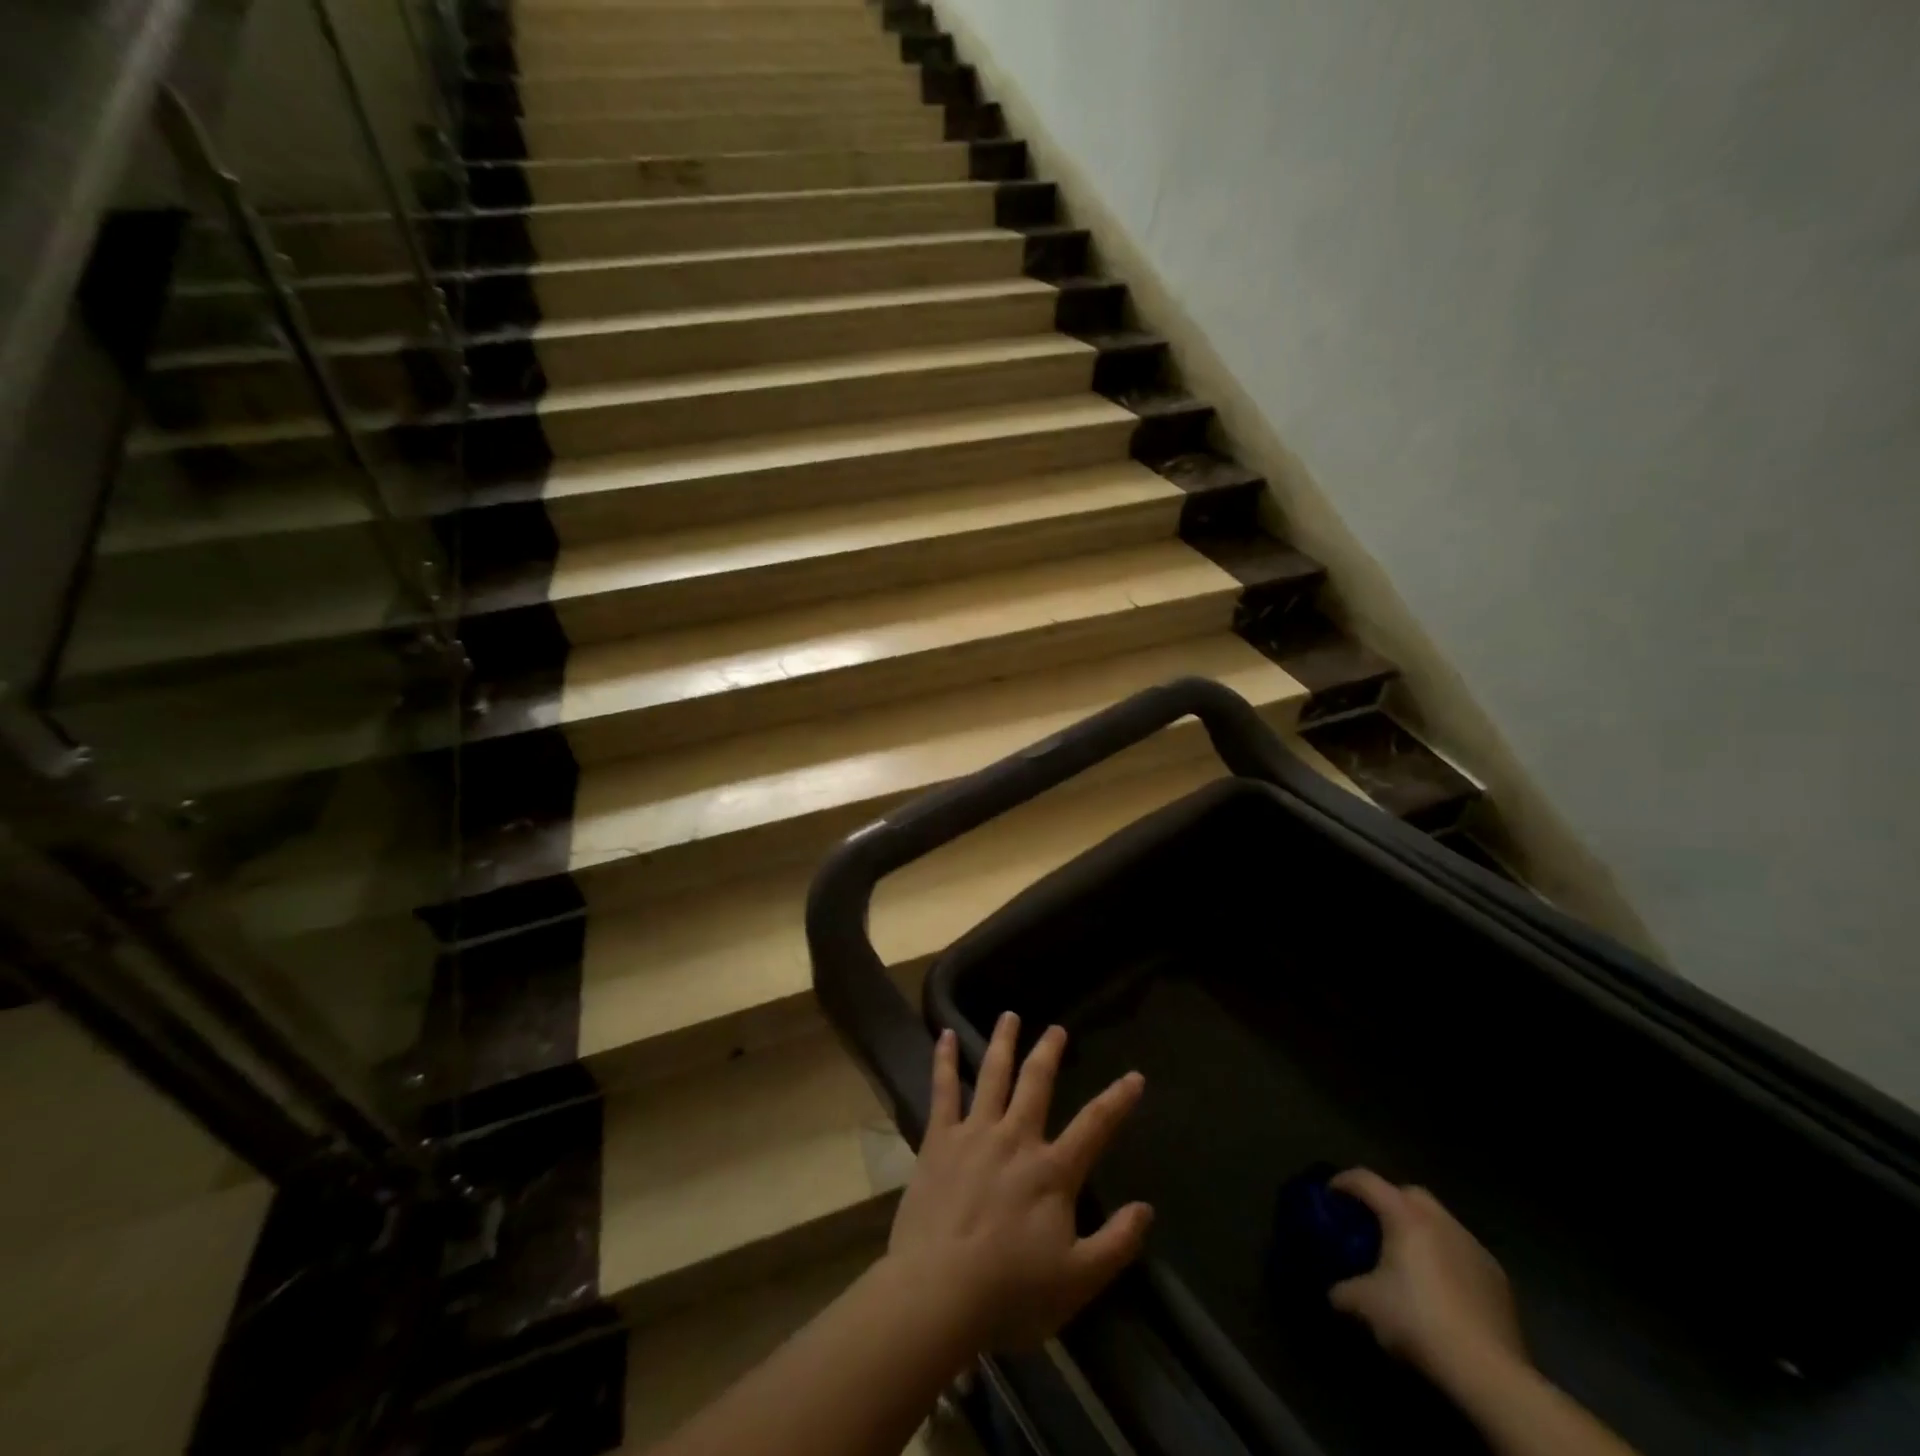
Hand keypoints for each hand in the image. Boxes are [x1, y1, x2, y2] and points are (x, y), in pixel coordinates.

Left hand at [886, 1013, 1152, 1351]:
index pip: (1094, 1125)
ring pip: (993, 1075)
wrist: (938, 1293)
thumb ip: (1115, 1244)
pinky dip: (945, 1060)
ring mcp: (975, 1133)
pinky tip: (946, 1036)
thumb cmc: (1010, 1293)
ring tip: (1010, 1015)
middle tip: (1057, 1028)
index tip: (1134, 1076)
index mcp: (1052, 1171)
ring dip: (1003, 1042)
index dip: (1118, 1099)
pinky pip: (943, 1090)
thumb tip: (1147, 1208)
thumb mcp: (1077, 1281)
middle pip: (1037, 1083)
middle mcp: (1016, 1138)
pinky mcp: (939, 1140)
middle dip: (1049, 1052)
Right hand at [1327, 1170, 1526, 1388]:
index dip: (1343, 1182)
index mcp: (1405, 1215)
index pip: (1365, 1180)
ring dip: (1421, 1230)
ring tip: (1409, 1258)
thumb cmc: (1418, 1321)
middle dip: (1388, 1201)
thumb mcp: (1364, 1305)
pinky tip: (1442, 1288)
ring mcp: (1474, 1247)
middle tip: (1373, 1225)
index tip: (1329, 1195)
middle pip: (1408, 1193)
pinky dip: (1447, 1257)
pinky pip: (1463, 1252)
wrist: (1489, 1372)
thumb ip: (1342, 1290)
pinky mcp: (1498, 1277)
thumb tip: (1334, 1291)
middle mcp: (1440, 1220)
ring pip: (1440, 1222)